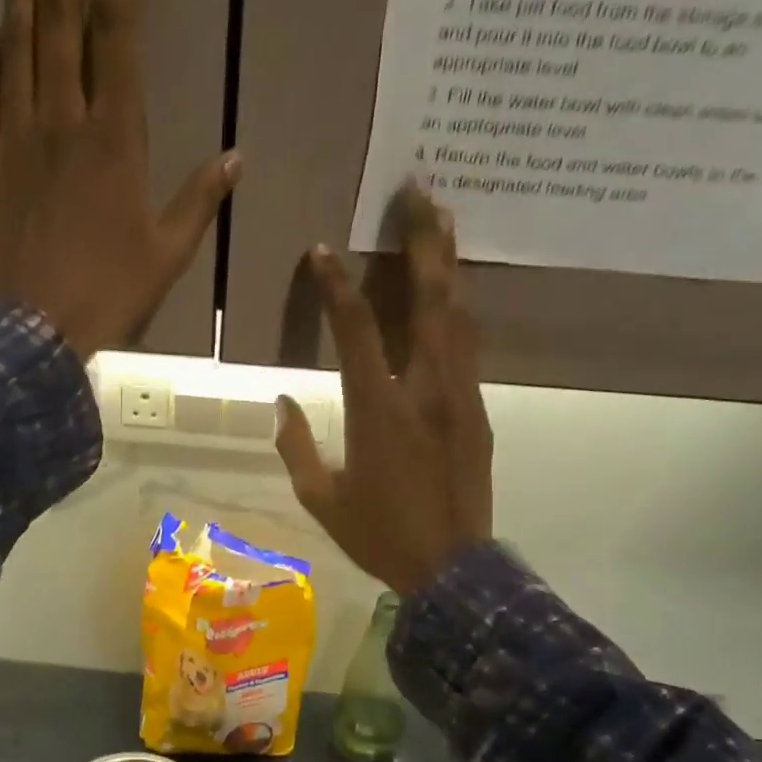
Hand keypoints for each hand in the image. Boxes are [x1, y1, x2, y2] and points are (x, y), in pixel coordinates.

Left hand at [0, 0, 239, 358]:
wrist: (35, 329)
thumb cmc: (109, 293)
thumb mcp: (168, 253)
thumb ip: (199, 201)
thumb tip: (235, 159)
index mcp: (114, 138)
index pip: (117, 36)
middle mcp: (62, 120)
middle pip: (60, 15)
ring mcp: (16, 137)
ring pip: (17, 42)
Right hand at [274, 188, 493, 595]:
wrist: (453, 569)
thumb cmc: (379, 535)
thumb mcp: (322, 500)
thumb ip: (295, 448)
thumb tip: (282, 403)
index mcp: (379, 412)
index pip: (355, 333)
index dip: (336, 287)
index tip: (322, 251)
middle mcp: (426, 392)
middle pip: (430, 303)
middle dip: (425, 243)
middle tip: (421, 192)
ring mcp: (461, 399)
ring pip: (459, 318)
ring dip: (449, 266)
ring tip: (444, 220)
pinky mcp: (479, 413)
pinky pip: (468, 350)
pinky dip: (457, 313)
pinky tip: (452, 295)